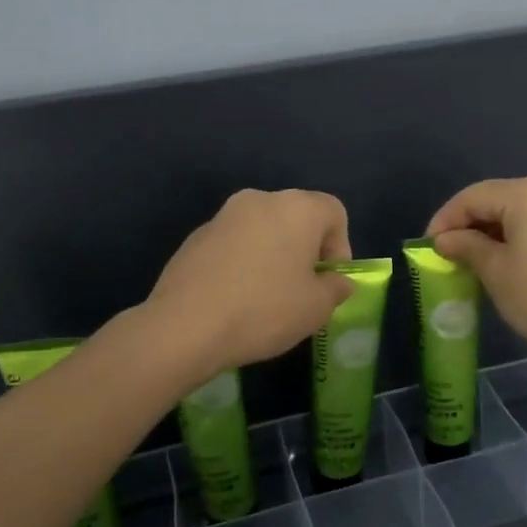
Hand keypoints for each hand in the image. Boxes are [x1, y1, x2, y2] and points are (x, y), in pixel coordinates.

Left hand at [148, 189, 355, 373]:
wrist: (186, 325)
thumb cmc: (265, 310)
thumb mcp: (316, 308)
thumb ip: (336, 288)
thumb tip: (336, 281)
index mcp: (297, 208)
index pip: (334, 212)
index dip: (340, 246)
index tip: (329, 281)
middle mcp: (260, 200)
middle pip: (296, 217)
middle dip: (305, 250)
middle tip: (302, 290)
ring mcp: (223, 216)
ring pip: (262, 230)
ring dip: (272, 255)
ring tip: (267, 298)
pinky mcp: (195, 237)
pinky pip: (233, 244)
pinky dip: (242, 263)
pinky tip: (234, 299)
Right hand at [426, 176, 526, 364]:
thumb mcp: (495, 271)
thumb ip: (466, 246)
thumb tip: (446, 239)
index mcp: (526, 193)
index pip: (472, 197)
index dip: (445, 220)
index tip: (427, 248)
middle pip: (496, 198)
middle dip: (468, 224)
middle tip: (447, 254)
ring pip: (518, 210)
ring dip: (492, 231)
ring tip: (473, 260)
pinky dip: (516, 235)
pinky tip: (506, 260)